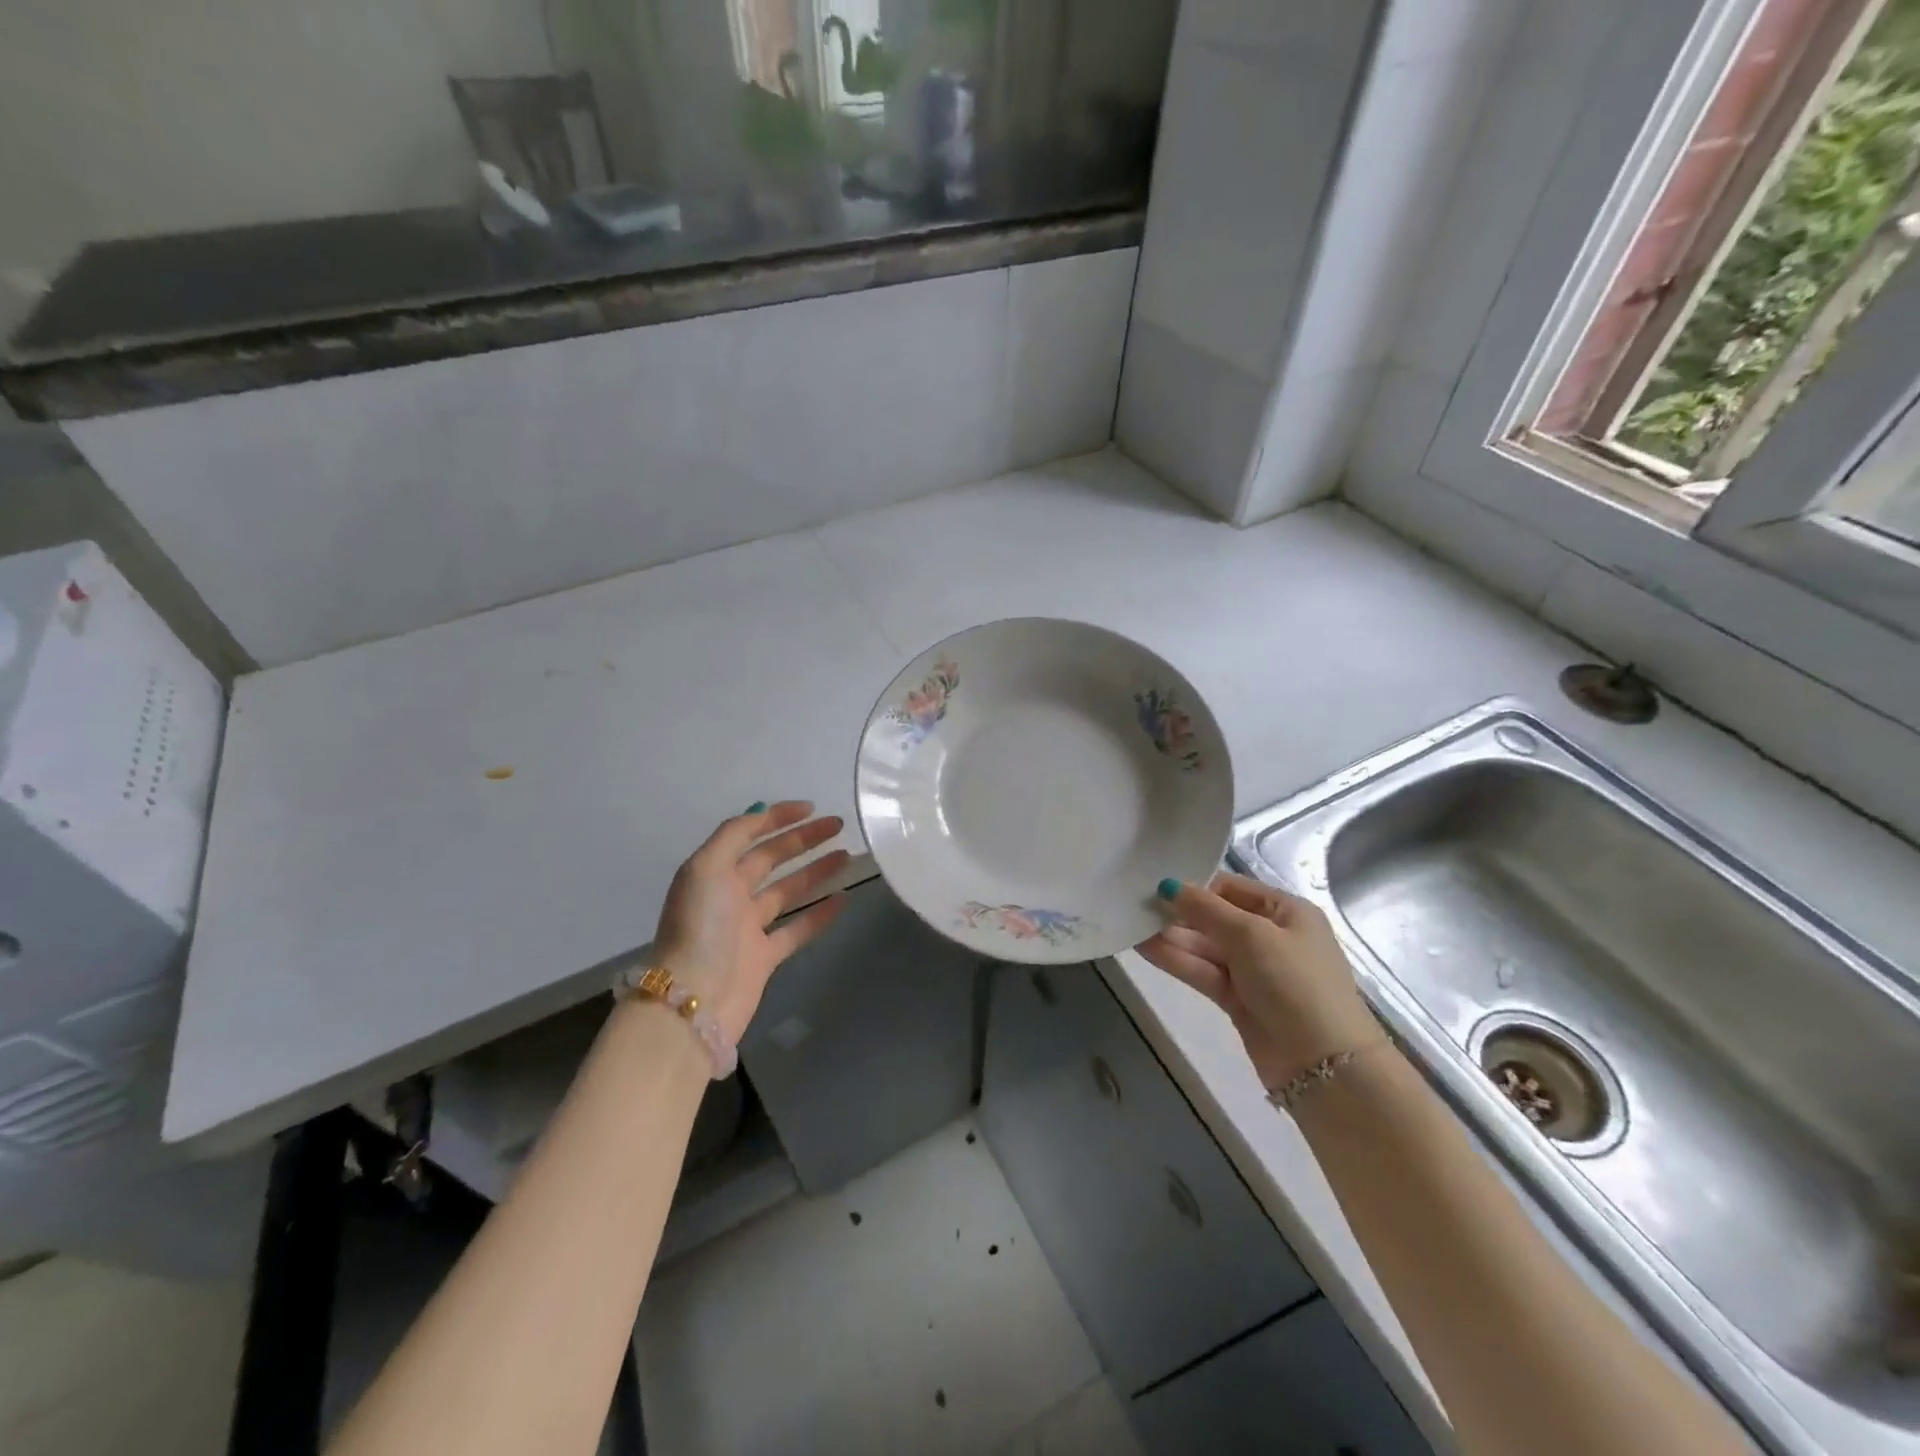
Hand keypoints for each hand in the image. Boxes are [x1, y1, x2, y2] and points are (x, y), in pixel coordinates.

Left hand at [653, 802, 851, 1042]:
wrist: (694, 1001)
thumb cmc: (700, 928)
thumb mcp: (706, 869)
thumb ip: (734, 835)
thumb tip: (762, 811)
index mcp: (712, 871)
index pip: (748, 833)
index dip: (777, 817)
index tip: (812, 808)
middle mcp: (729, 895)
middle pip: (771, 858)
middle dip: (803, 839)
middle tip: (838, 825)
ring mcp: (748, 927)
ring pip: (787, 890)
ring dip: (815, 871)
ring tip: (846, 855)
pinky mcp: (765, 957)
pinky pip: (798, 928)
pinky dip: (820, 913)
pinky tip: (843, 898)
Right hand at [1140, 873, 1384, 1092]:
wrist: (1323, 1065)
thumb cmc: (1294, 983)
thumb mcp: (1251, 935)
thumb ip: (1206, 909)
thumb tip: (1169, 885)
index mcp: (1286, 911)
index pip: (1232, 889)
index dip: (1196, 887)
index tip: (1157, 886)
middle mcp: (1271, 936)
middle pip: (1216, 918)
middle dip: (1180, 914)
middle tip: (1136, 906)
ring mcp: (1254, 971)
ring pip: (1206, 947)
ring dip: (1172, 937)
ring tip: (1132, 925)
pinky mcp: (1239, 999)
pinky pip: (1204, 972)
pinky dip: (1177, 961)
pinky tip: (1145, 949)